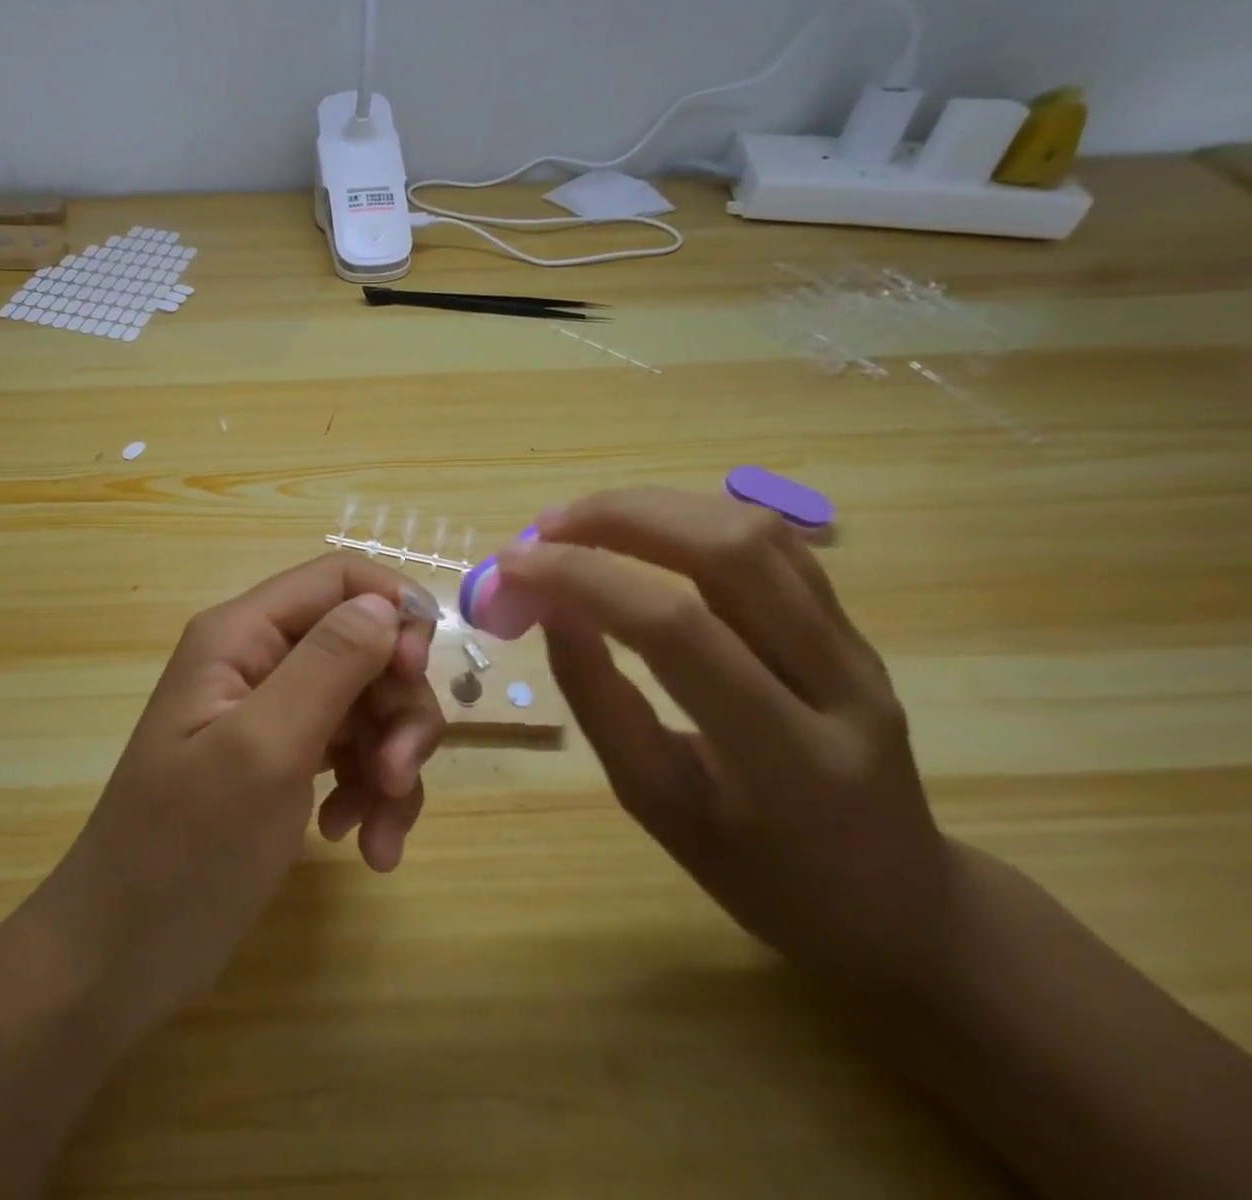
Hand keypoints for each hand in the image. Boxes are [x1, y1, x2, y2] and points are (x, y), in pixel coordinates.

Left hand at [35, 553, 445, 1031]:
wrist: (122, 958)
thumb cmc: (184, 850)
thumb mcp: (264, 751)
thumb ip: (328, 665)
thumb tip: (386, 604)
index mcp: (241, 634)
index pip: (339, 579)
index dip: (392, 611)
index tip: (415, 675)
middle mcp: (259, 659)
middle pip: (363, 646)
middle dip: (396, 708)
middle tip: (397, 777)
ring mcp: (272, 712)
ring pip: (367, 704)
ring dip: (391, 763)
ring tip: (378, 835)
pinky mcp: (284, 760)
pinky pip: (352, 752)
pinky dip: (370, 794)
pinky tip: (360, 845)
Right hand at [496, 488, 954, 989]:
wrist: (898, 903)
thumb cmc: (762, 876)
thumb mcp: (657, 805)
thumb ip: (599, 701)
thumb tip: (548, 608)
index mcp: (788, 759)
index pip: (676, 629)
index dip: (584, 580)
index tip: (511, 566)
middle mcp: (840, 684)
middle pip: (731, 552)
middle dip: (621, 518)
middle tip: (545, 528)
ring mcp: (858, 647)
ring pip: (756, 531)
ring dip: (654, 507)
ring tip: (580, 521)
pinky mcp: (853, 626)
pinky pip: (772, 544)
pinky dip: (692, 518)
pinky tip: (642, 530)